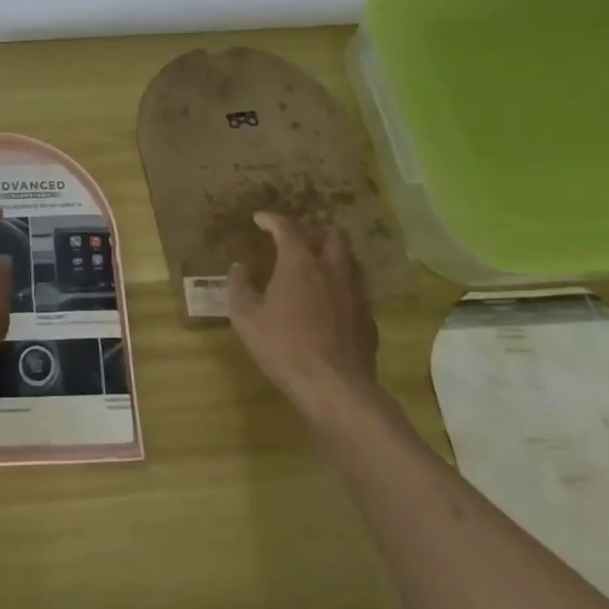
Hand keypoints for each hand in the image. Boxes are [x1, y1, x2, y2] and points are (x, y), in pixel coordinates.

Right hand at [228, 212, 381, 417]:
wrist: (336, 389)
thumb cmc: (284, 347)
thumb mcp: (246, 318)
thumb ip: (239, 287)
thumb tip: (239, 267)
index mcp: (300, 263)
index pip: (287, 227)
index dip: (272, 219)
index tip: (260, 219)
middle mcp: (332, 270)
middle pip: (332, 235)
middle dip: (313, 231)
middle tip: (295, 241)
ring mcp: (356, 294)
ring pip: (350, 260)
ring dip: (332, 257)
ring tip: (315, 268)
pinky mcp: (368, 319)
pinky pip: (356, 290)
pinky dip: (341, 286)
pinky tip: (328, 304)